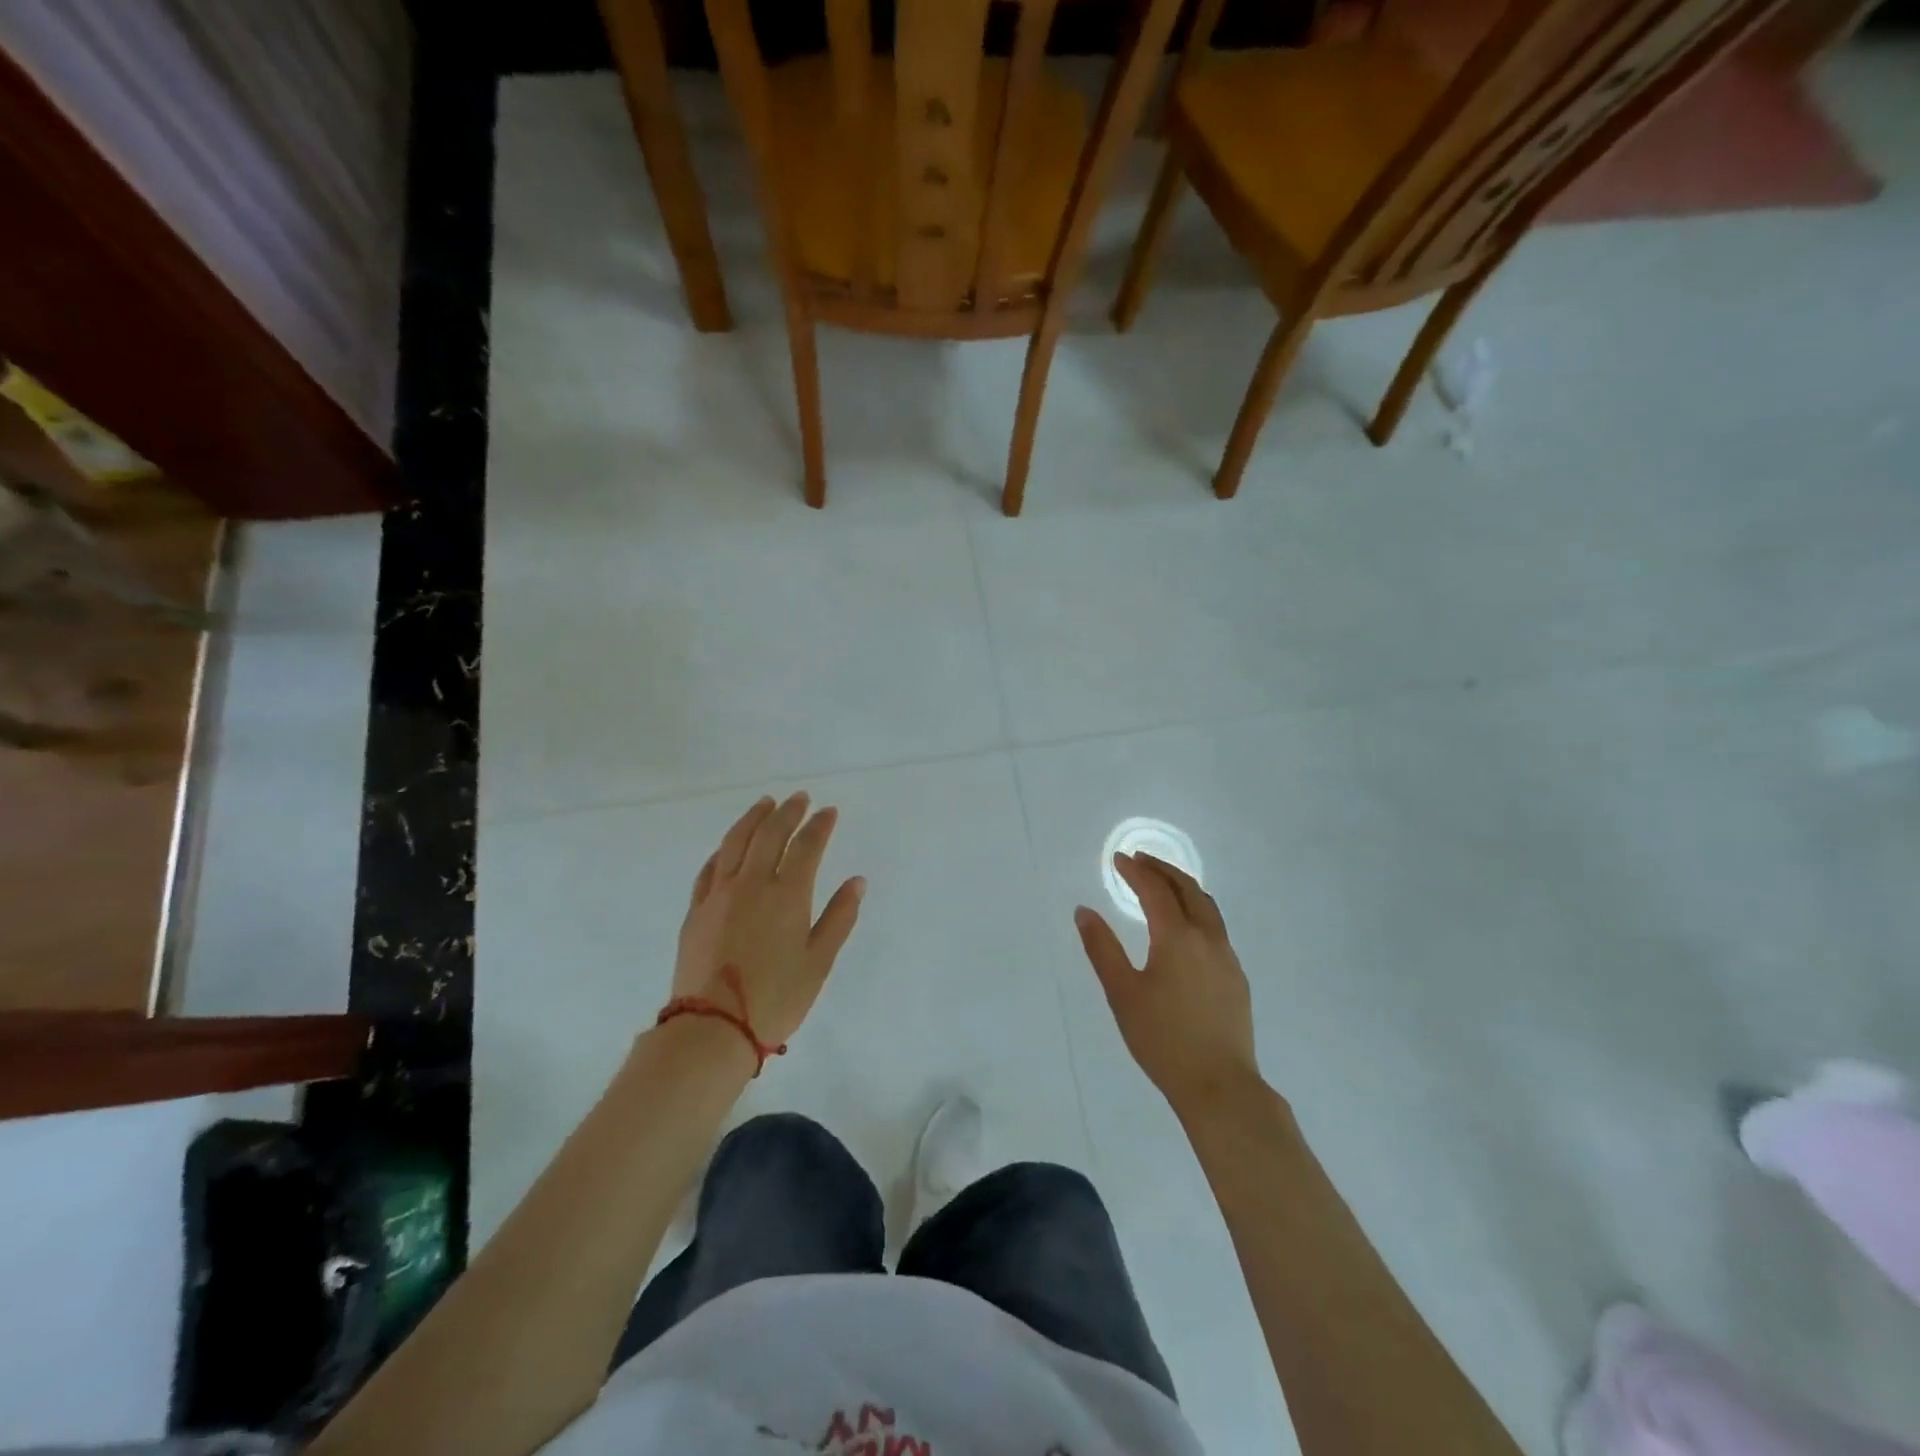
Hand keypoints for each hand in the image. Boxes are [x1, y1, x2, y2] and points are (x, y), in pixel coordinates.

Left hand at [671, 792, 864, 1050]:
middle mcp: (752, 884)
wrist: (713, 1028)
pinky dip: (723, 849)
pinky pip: (709, 868)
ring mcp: (719, 895)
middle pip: (769, 835)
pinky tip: (729, 846)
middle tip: (799, 798)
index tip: (829, 811)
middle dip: (788, 812)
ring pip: (735, 842)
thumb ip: (839, 917)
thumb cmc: (776, 999)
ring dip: (752, 818)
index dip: (820, 825)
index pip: (807, 847)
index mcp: (787, 895)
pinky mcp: (696, 910)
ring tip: (765, 803)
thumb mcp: (819, 962)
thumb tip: (857, 881)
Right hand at [1075, 854, 1260, 1114]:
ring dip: (1183, 888)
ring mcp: (1227, 957)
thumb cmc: (1162, 1038)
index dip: (1136, 871)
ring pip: (1207, 907)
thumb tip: (1084, 911)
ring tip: (1163, 885)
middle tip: (1140, 861)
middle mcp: (1207, 938)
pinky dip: (1196, 911)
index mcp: (1177, 937)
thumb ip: (1102, 948)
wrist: (1219, 1085)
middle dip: (1163, 870)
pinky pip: (1216, 928)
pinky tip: (1185, 929)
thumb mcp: (1122, 993)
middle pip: (1188, 889)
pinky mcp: (1237, 978)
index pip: (1155, 890)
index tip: (1118, 859)